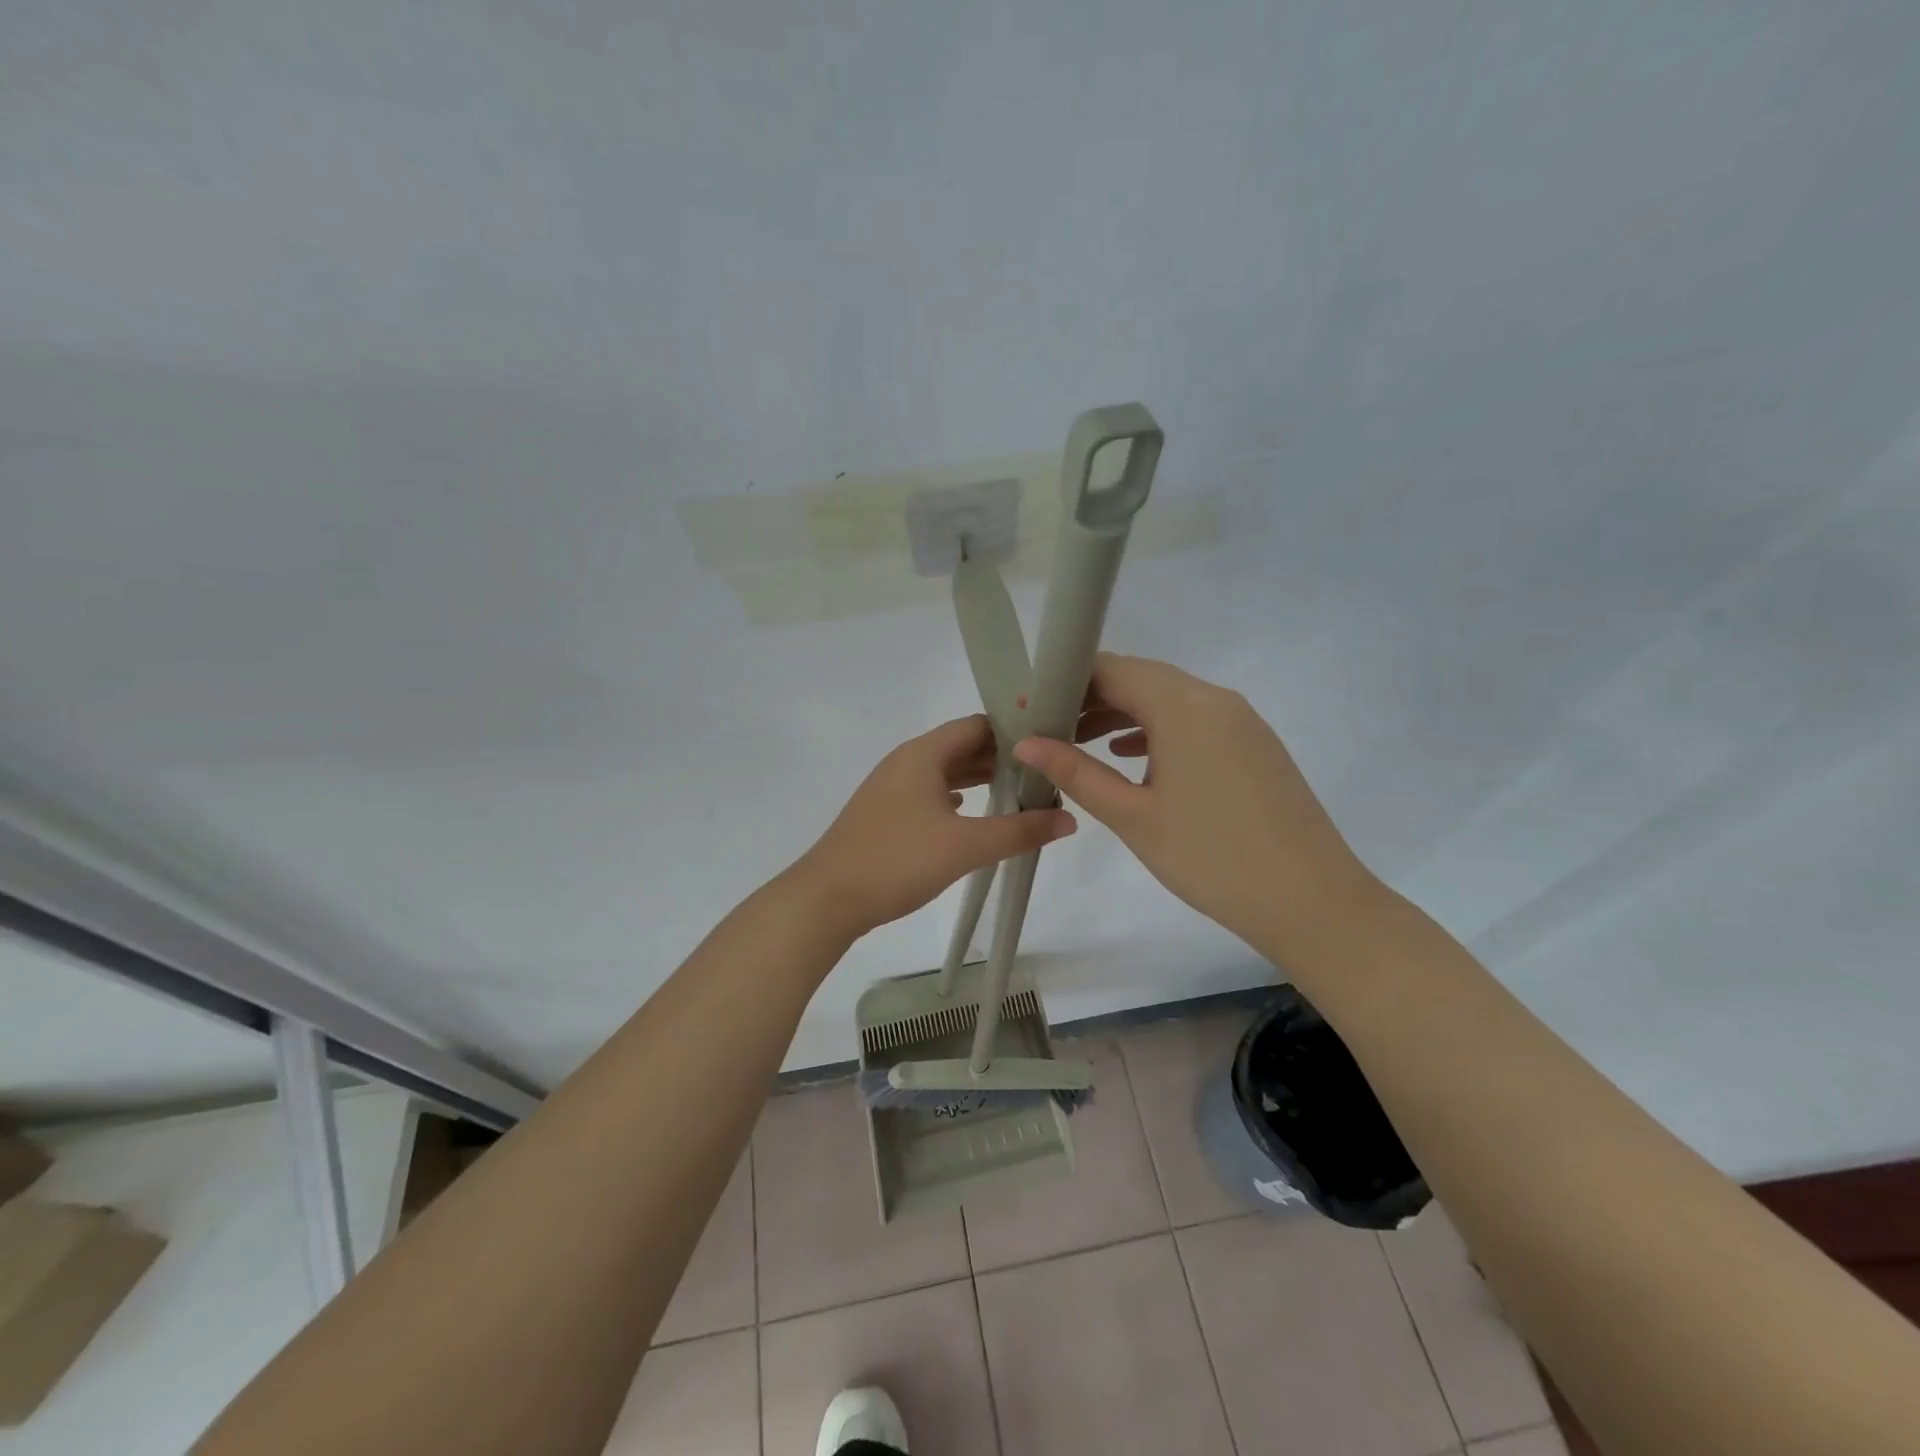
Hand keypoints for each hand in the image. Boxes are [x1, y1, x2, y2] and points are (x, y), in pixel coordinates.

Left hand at [794, 715, 1076, 938]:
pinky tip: (972, 812)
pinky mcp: (886, 812)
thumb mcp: (966, 846)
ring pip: (945, 770)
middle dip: (1003, 757)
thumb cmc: (897, 861)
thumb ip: (1020, 831)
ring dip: (980, 778)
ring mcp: (892, 787)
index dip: (1015, 731)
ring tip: (1020, 792)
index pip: (978, 725)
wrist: (827, 898)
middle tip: (1045, 772)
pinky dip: (956, 796)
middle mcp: (907, 761)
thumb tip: (1069, 819)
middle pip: (962, 746)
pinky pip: (930, 792)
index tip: (1051, 744)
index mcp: (923, 754)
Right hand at [1012, 654, 1379, 965]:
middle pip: (1141, 678)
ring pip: (1169, 699)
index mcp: (1184, 706)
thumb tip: (1026, 743)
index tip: (1033, 709)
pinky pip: (1196, 720)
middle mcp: (1215, 699)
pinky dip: (1158, 730)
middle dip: (1091, 697)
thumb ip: (1077, 772)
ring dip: (1124, 713)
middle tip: (1050, 728)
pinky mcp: (1255, 745)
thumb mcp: (1133, 816)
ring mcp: (1241, 721)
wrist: (1311, 901)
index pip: (1112, 668)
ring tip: (1081, 743)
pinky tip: (1134, 757)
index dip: (1067, 682)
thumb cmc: (1211, 857)